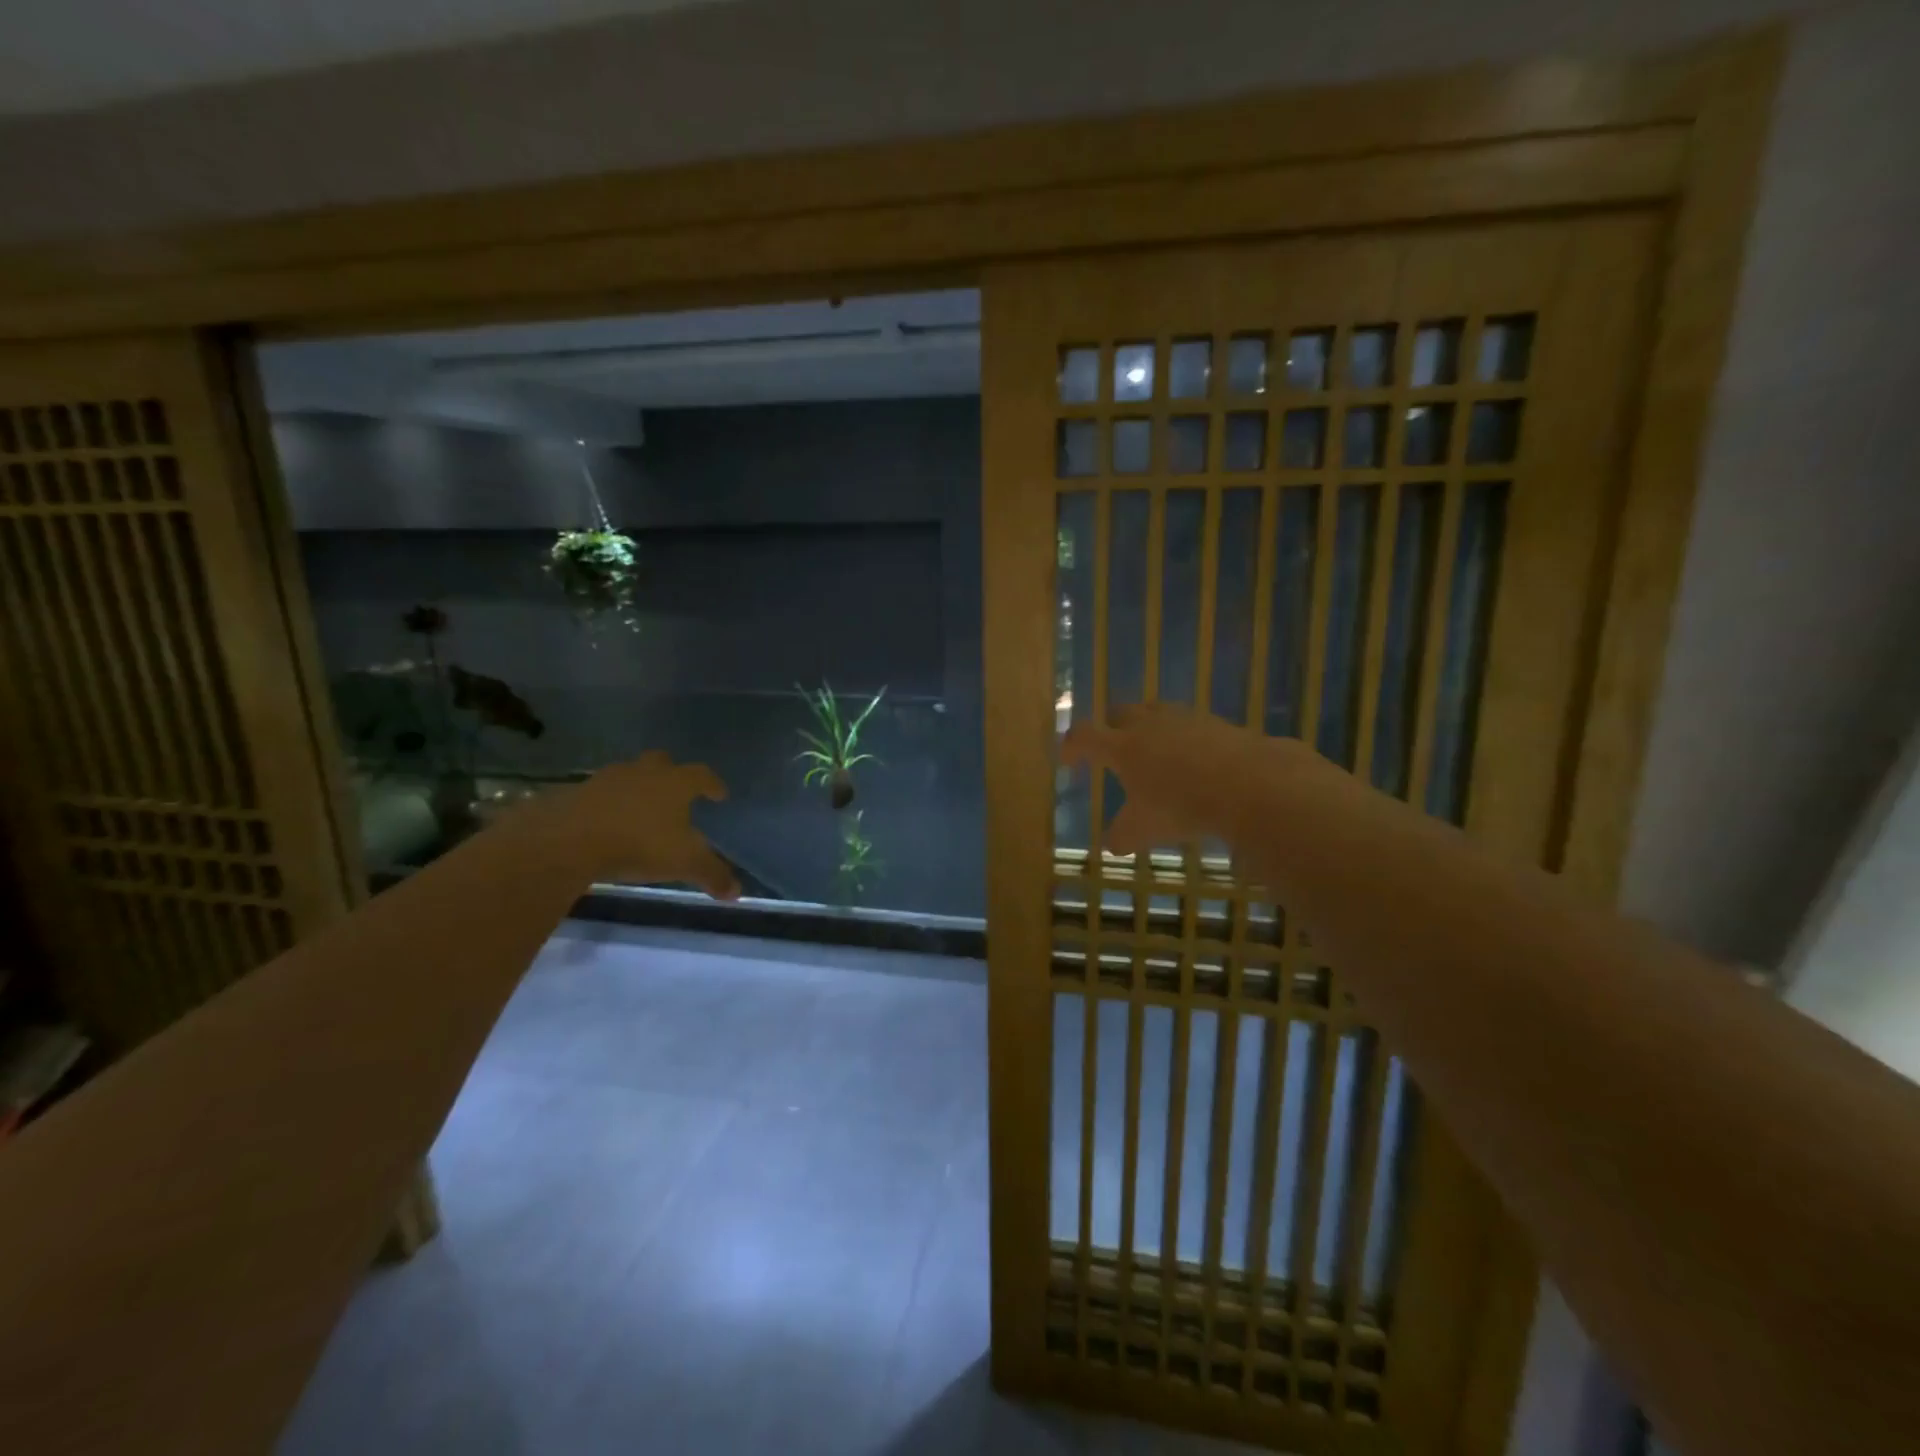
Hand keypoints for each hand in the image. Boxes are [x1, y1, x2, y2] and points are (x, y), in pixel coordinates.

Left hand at [526, 751, 739, 898]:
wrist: (568, 839)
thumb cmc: (638, 843)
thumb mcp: (683, 863)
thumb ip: (712, 874)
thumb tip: (736, 893)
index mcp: (675, 782)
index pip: (702, 775)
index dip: (713, 785)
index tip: (719, 795)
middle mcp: (644, 772)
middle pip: (663, 763)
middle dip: (672, 775)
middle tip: (676, 794)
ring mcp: (608, 779)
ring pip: (630, 775)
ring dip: (638, 788)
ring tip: (641, 810)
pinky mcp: (577, 792)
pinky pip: (601, 793)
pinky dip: (609, 803)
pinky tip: (609, 822)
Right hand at [1062, 703, 1278, 853]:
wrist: (1248, 785)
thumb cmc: (1182, 806)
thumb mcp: (1143, 830)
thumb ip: (1122, 835)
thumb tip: (1113, 844)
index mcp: (1122, 747)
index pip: (1085, 736)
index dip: (1072, 746)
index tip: (1068, 760)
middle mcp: (1149, 724)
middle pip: (1120, 712)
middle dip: (1111, 727)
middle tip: (1113, 747)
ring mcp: (1185, 719)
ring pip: (1157, 712)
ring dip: (1149, 727)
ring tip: (1155, 750)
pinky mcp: (1217, 723)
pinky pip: (1191, 725)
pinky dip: (1185, 738)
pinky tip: (1195, 761)